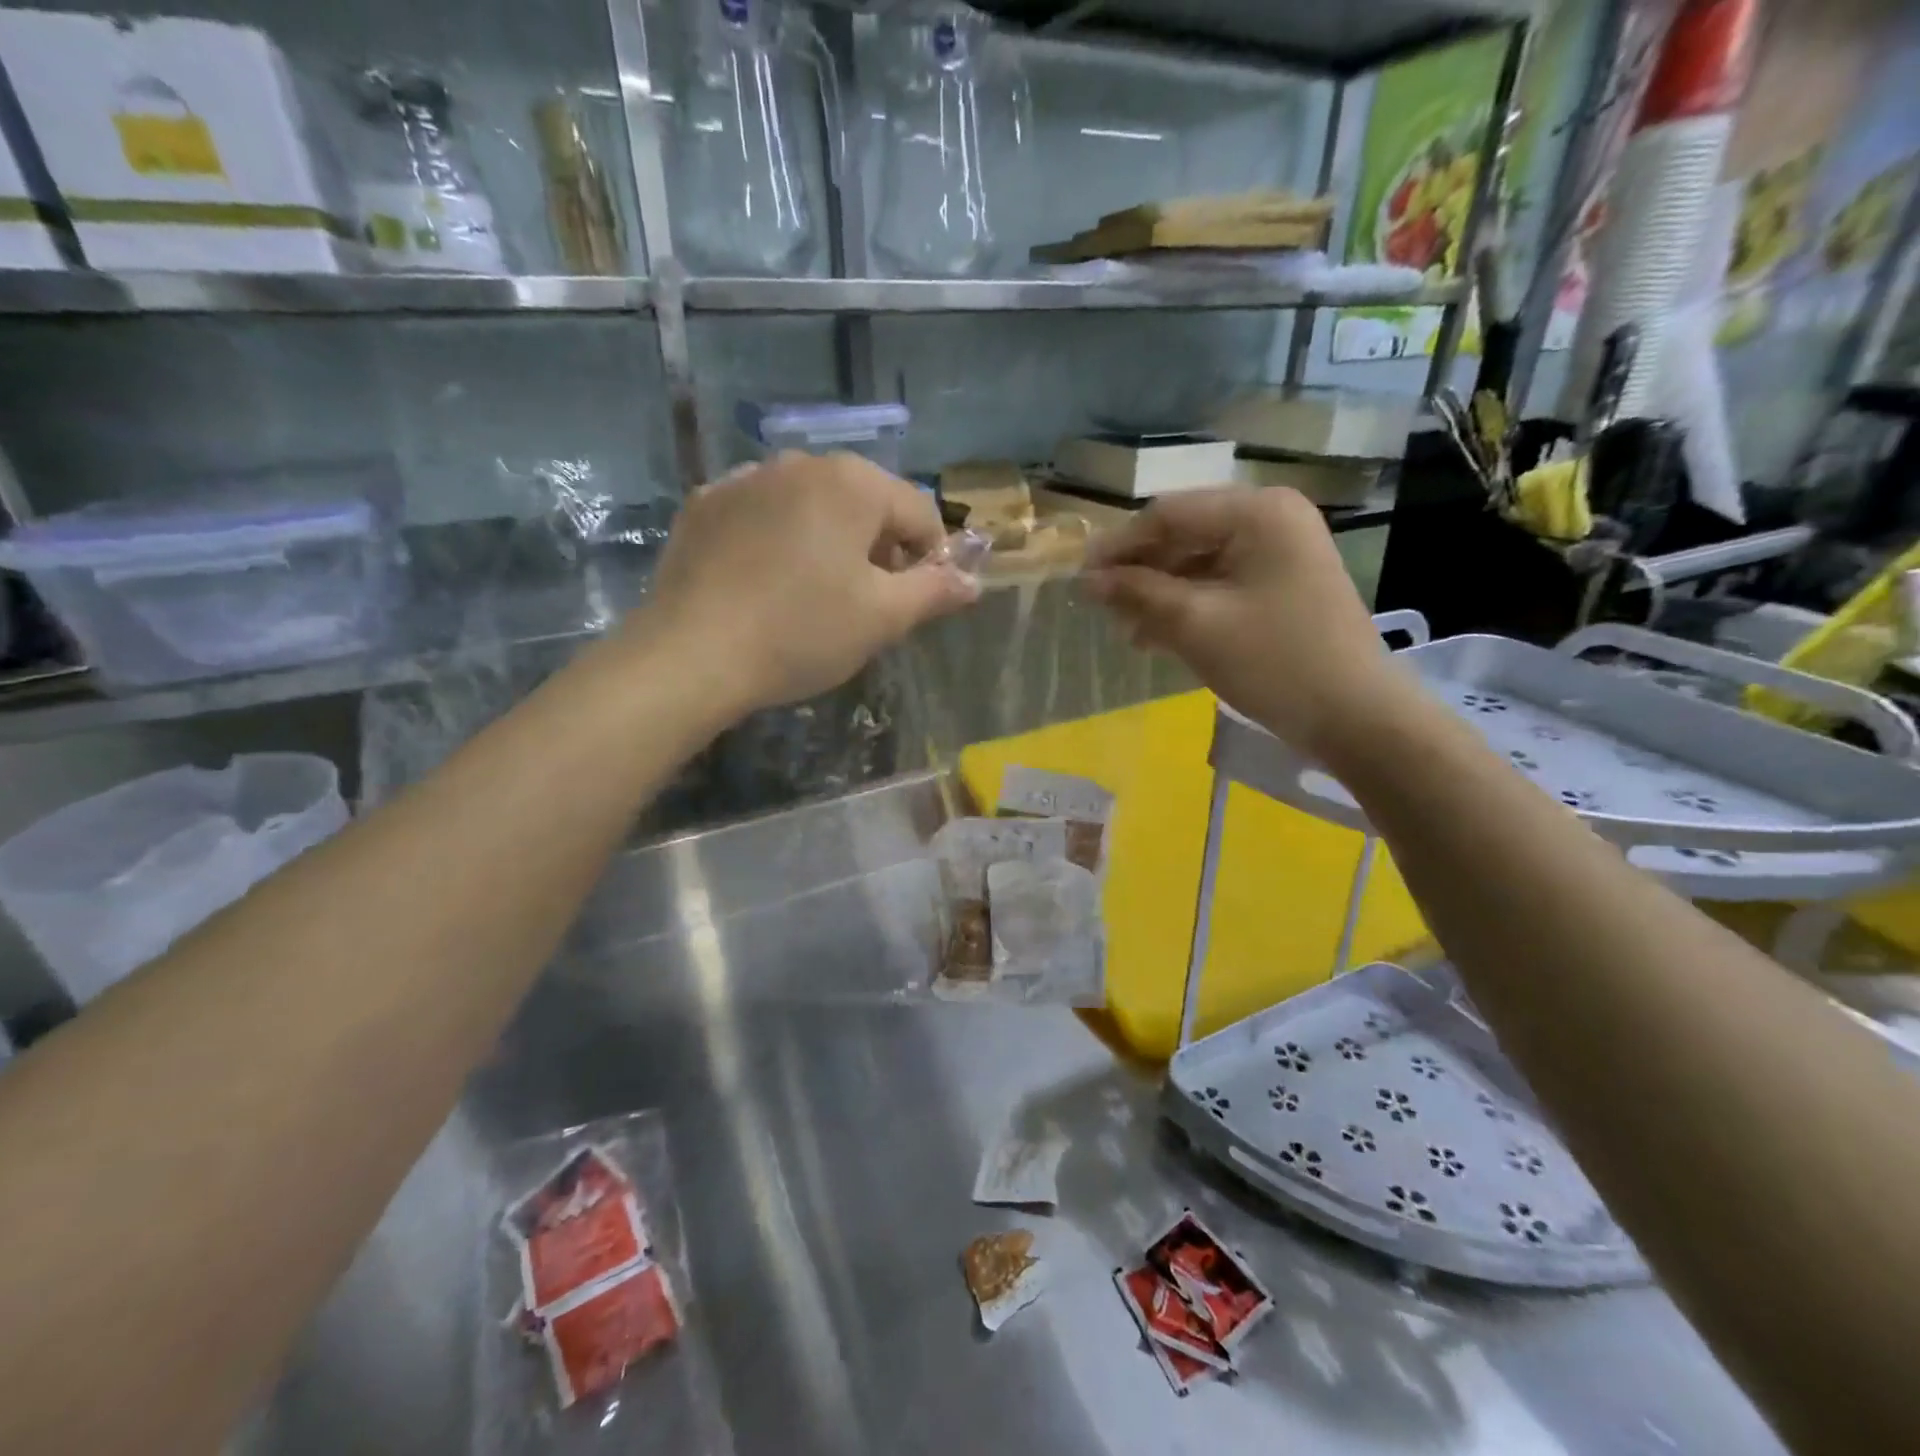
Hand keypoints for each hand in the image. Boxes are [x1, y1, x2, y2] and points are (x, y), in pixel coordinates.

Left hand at [635, 452, 978, 714]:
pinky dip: (779, 541)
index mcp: (852, 482)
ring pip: (812, 506)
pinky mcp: (704, 505)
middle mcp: (799, 463)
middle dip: (879, 548)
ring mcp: (745, 478)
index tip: (918, 601)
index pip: (919, 512)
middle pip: (865, 503)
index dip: (931, 557)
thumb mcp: (882, 618)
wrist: (691, 655)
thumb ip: (935, 591)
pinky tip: (767, 584)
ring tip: (816, 596)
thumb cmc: (801, 632)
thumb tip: (973, 581)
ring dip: (830, 543)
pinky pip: (763, 515)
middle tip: (868, 603)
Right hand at [1085, 487, 1401, 753]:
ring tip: (1128, 630)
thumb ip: (1138, 593)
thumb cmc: (1274, 662)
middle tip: (1102, 609)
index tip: (1080, 580)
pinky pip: (1220, 582)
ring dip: (1160, 592)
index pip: (1168, 514)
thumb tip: (1088, 580)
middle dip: (1140, 572)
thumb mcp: (1195, 625)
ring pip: (1199, 561)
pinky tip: (1158, 635)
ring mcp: (1280, 550)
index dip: (1119, 546)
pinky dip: (1188, 604)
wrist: (1355, 716)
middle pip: (1184, 535)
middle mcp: (1271, 517)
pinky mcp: (1281, 582)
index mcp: (1256, 511)